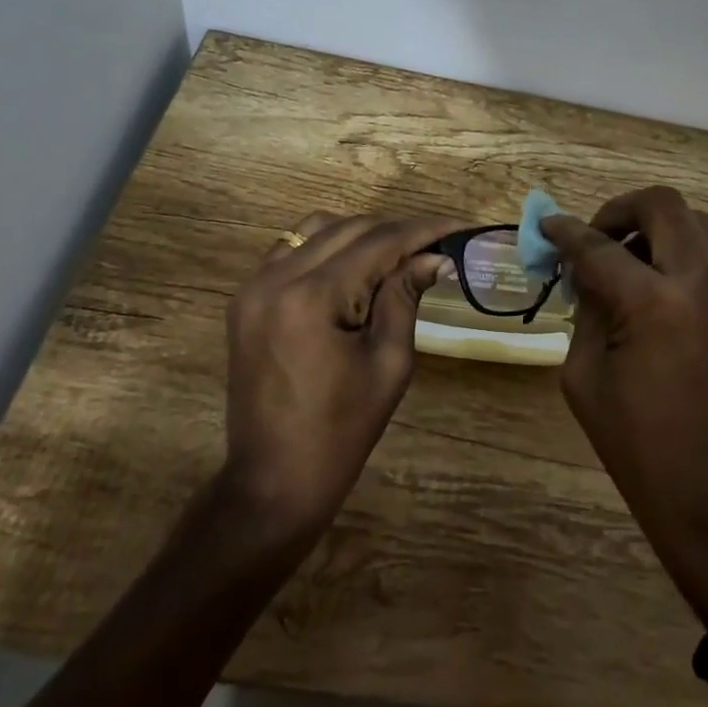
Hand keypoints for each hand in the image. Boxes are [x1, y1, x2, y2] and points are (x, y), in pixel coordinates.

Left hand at [221, 212, 462, 536]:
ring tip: (397, 257)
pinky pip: (292, 250)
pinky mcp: (246, 298)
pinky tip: (353, 269)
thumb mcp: (389, 363)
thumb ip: (406, 297)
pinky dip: (327, 247)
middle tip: (436, 246)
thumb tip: (435, 257)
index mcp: (311, 297)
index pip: (379, 242)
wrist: (273, 480)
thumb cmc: (341, 431)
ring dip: (362, 235)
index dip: (424, 230)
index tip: (461, 227)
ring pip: (317, 229)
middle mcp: (276, 278)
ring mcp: (254, 286)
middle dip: (397, 232)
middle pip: (349, 228)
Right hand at [542, 187, 707, 628]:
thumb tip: (588, 269)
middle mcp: (705, 283)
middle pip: (664, 205)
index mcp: (655, 303)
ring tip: (634, 265)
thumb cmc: (637, 442)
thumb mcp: (585, 374)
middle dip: (621, 211)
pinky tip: (668, 291)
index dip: (565, 232)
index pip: (600, 247)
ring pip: (699, 224)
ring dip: (659, 231)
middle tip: (599, 238)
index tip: (547, 226)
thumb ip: (587, 308)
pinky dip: (688, 256)